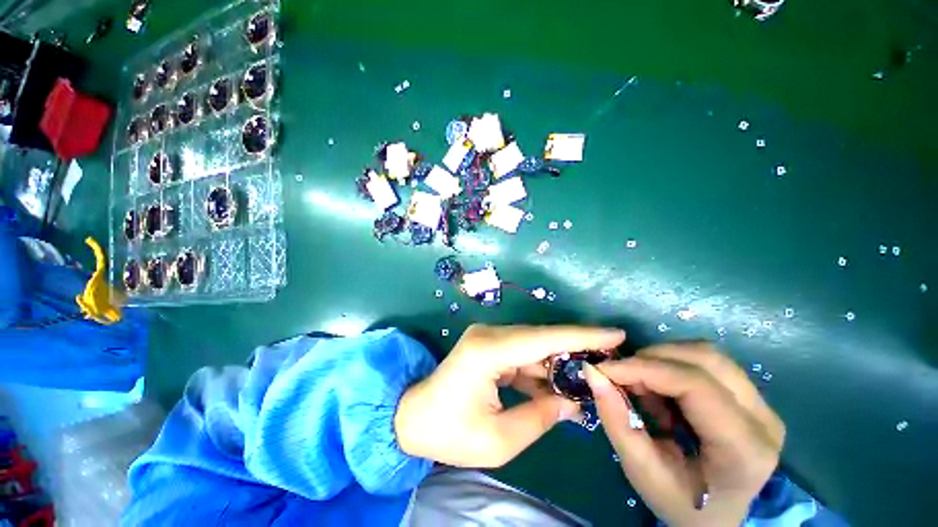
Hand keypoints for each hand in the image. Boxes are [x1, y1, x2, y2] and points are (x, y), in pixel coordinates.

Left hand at [394, 324, 625, 467]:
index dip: (581, 336)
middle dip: (575, 349)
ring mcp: (488, 338)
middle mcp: (489, 335)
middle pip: (541, 338)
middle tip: (610, 360)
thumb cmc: (449, 432)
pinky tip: (557, 386)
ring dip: (558, 362)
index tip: (614, 334)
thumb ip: (540, 418)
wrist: (412, 417)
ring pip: (533, 346)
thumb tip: (572, 403)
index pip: (543, 339)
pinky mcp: (488, 346)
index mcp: (488, 351)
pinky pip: (522, 354)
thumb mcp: (498, 439)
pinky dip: (541, 369)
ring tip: (588, 378)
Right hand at [583, 343, 784, 526]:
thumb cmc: (681, 502)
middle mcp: (764, 420)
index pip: (695, 385)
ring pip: (707, 353)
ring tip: (643, 384)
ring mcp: (763, 406)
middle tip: (623, 375)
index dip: (644, 368)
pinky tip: (662, 389)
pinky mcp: (752, 398)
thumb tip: (593, 373)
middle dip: (653, 358)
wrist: (720, 518)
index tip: (605, 368)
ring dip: (664, 359)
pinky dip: (674, 364)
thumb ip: (616, 421)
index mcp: (744, 449)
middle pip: (706, 358)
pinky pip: (708, 362)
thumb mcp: (641, 471)